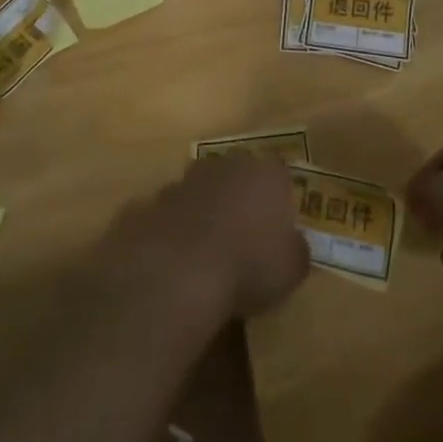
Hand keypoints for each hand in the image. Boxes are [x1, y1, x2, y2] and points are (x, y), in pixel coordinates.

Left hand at [103, 152, 308, 321]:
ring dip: (201, 211)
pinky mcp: (146, 204)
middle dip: (237, 196)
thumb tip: (293, 246)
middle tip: (241, 235)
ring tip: (204, 252)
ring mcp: (180, 182)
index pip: (279, 171)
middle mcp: (223, 166)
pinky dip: (168, 231)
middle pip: (235, 174)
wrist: (176, 275)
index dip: (279, 195)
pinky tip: (171, 261)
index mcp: (264, 174)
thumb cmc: (247, 267)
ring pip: (197, 190)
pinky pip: (164, 215)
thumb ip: (295, 250)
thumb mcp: (291, 269)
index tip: (278, 222)